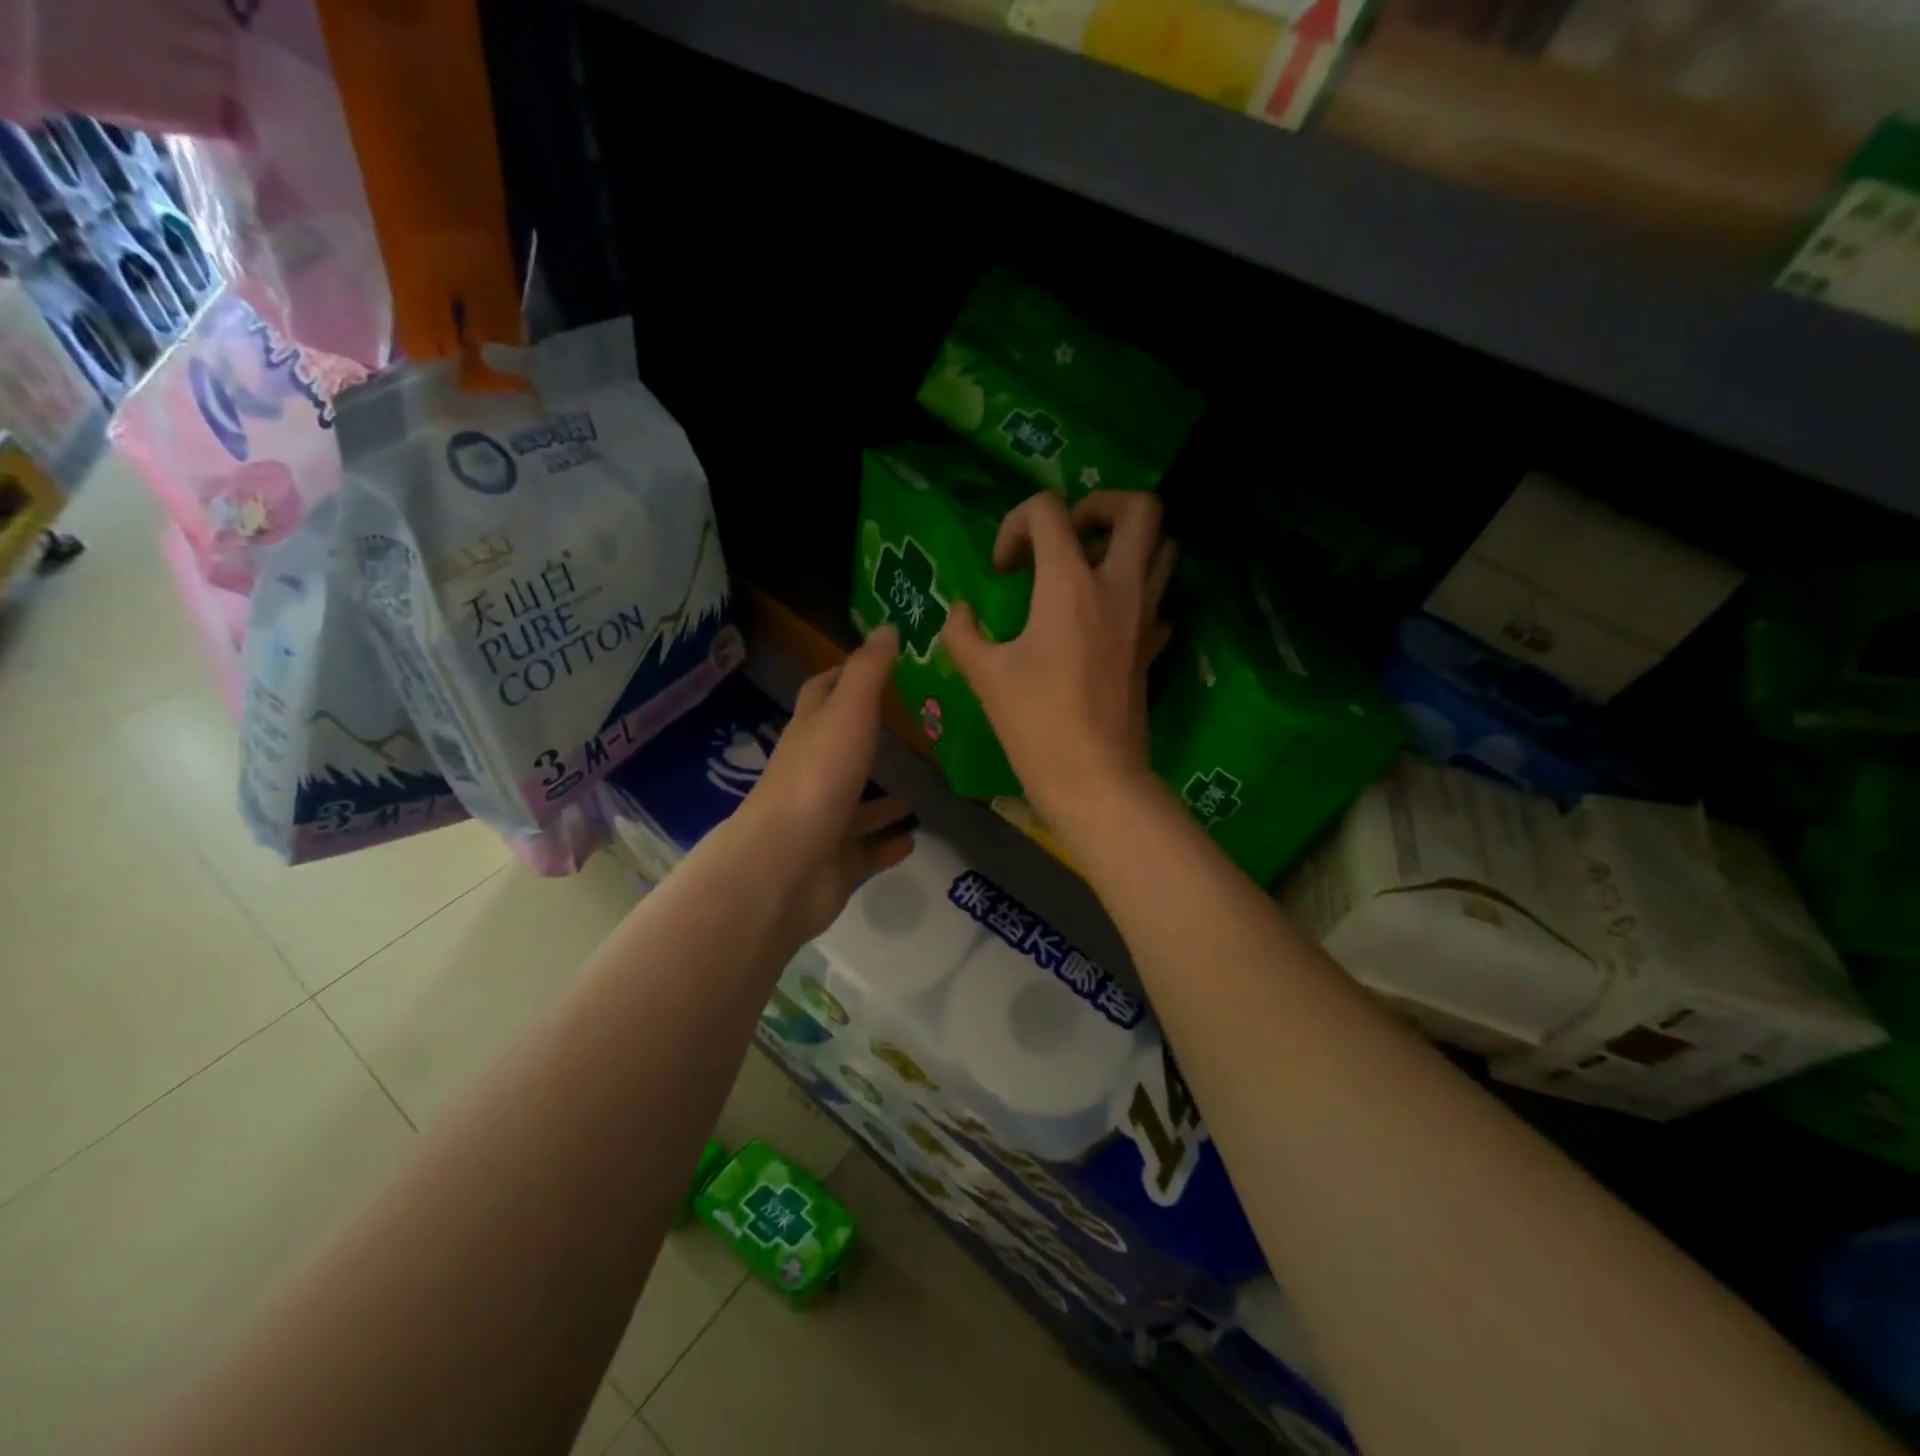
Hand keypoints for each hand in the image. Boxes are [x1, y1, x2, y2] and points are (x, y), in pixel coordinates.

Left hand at [737, 626, 915, 941]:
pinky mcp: (835, 862)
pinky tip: (914, 838)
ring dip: (884, 798)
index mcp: (809, 735)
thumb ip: (868, 673)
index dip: (842, 675)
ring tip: (925, 788)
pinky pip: (867, 850)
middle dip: (870, 738)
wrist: (785, 868)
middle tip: (916, 728)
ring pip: (857, 804)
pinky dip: (887, 843)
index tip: (876, 664)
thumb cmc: (818, 781)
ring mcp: (822, 822)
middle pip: (840, 749)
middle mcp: (812, 775)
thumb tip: (886, 627)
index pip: (821, 694)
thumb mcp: (848, 715)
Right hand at [941, 490, 1175, 831]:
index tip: (1003, 569)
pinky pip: (1159, 598)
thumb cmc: (1036, 724)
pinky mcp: (1154, 645)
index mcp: (1069, 584)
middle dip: (1101, 505)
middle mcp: (1118, 587)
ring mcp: (1145, 616)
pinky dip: (1137, 592)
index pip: (1050, 510)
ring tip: (1089, 569)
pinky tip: (1106, 619)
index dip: (1016, 524)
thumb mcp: (984, 675)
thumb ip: (963, 632)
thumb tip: (961, 611)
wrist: (1095, 779)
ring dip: (1128, 543)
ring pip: (1163, 547)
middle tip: (1068, 535)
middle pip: (1140, 508)